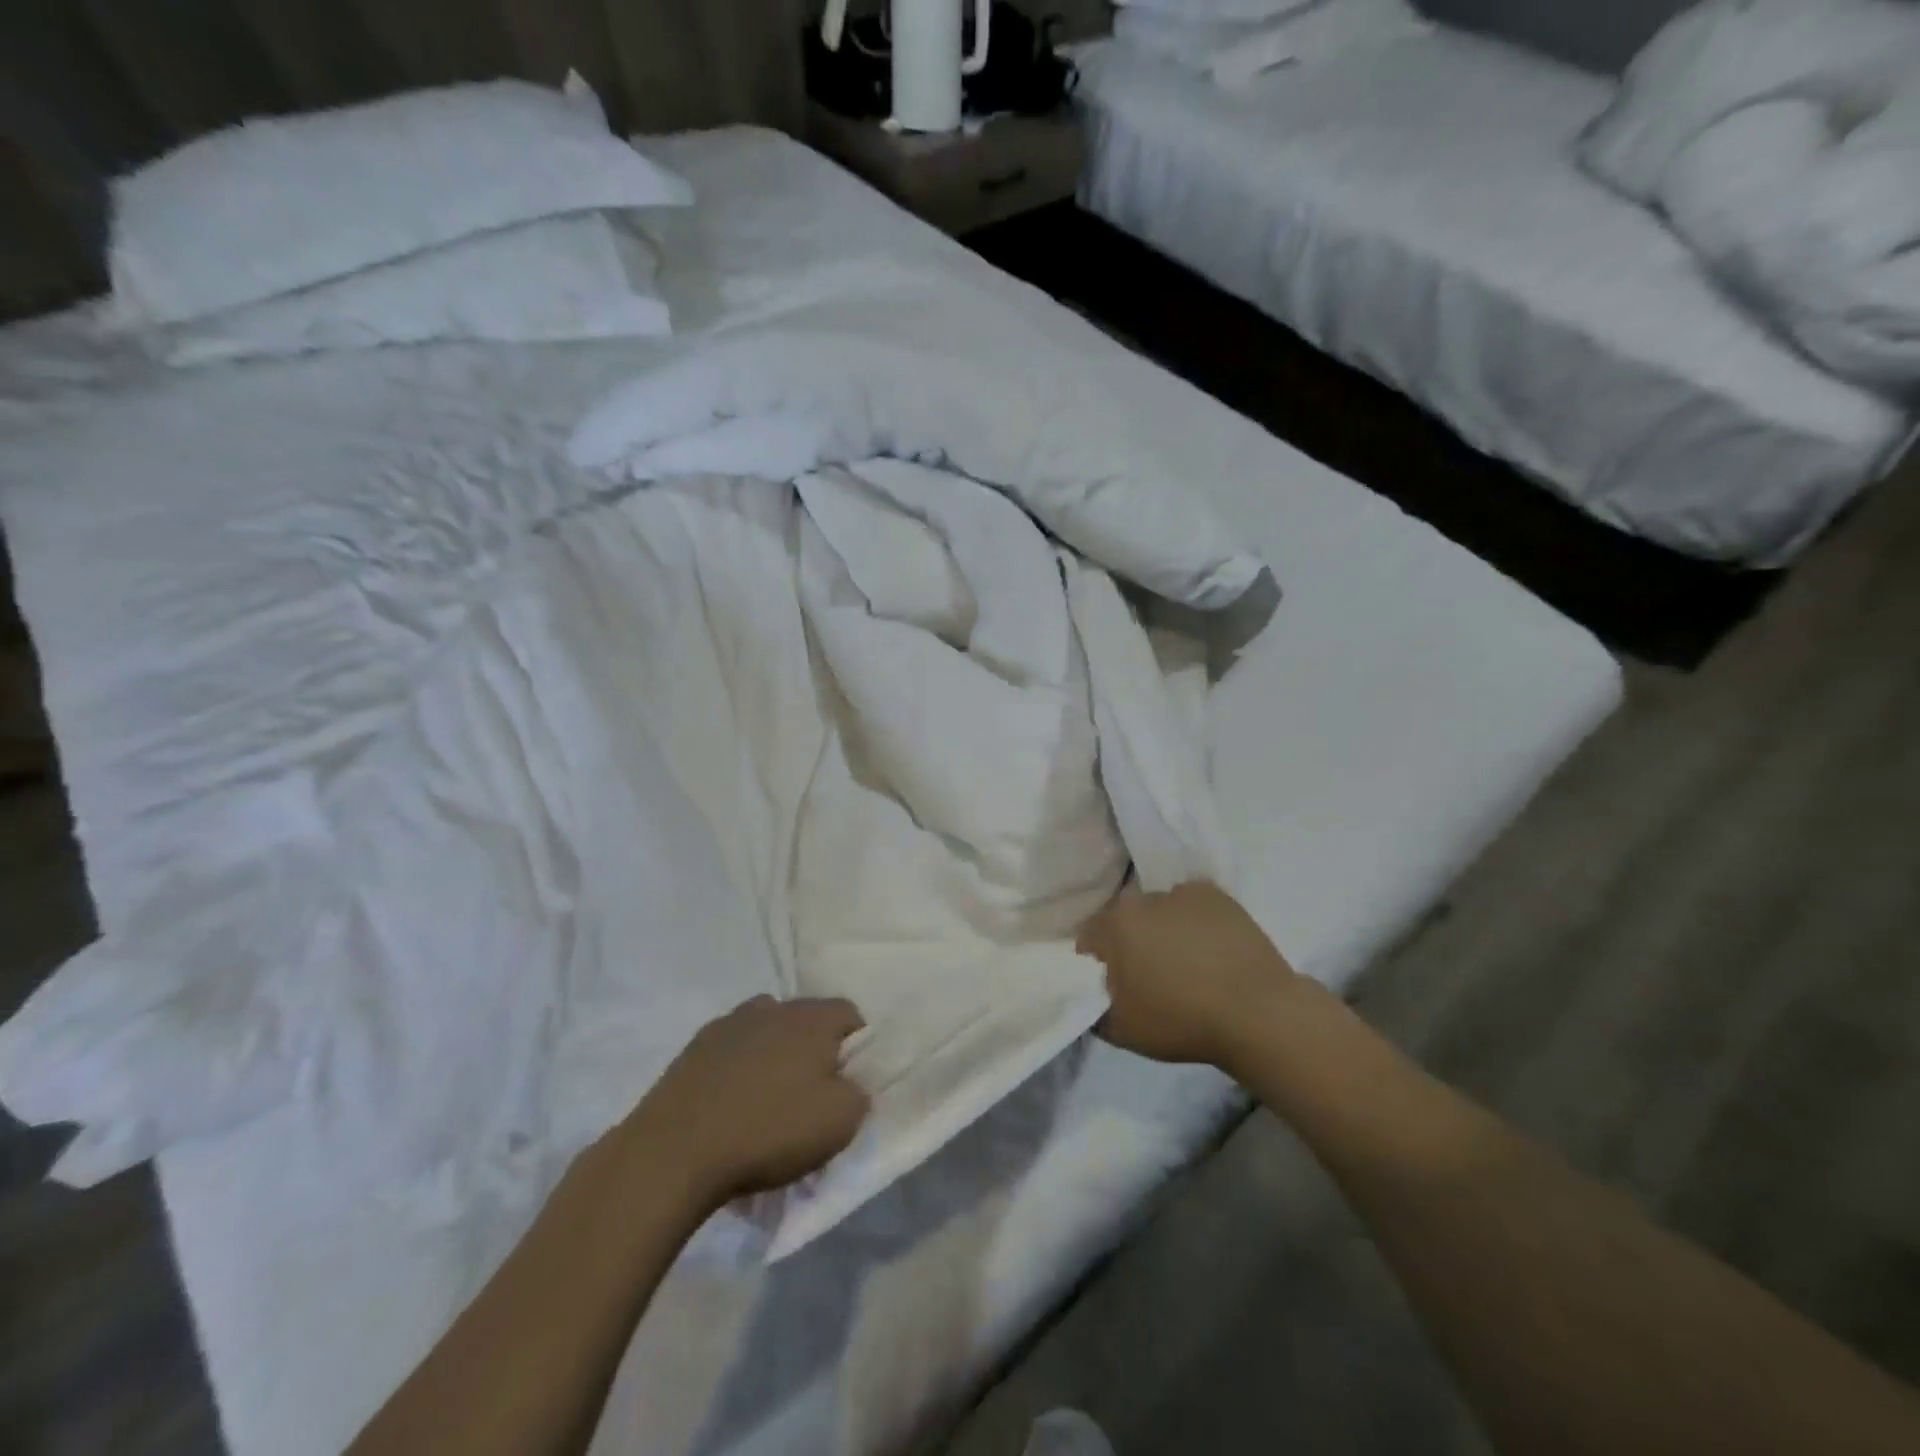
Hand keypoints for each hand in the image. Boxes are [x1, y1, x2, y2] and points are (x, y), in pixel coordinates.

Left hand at [630, 996, 869, 1209]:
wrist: (675, 1151)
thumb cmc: (769, 1131)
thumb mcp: (840, 1123)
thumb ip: (859, 1094)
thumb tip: (850, 1085)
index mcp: (812, 1018)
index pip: (849, 1013)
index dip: (856, 1045)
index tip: (848, 1082)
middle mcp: (772, 1007)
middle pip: (805, 1020)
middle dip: (812, 1049)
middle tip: (809, 1094)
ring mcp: (728, 1024)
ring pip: (765, 1031)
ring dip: (773, 1055)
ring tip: (766, 1100)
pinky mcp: (693, 1048)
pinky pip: (731, 1051)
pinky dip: (737, 1069)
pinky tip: (730, 1106)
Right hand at [1077, 881, 1299, 1071]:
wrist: (1257, 1014)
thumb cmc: (1181, 1021)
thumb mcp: (1120, 1030)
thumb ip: (1092, 1008)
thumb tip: (1091, 995)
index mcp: (1115, 924)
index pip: (1089, 939)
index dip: (1097, 964)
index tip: (1113, 986)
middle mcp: (1144, 898)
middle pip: (1125, 920)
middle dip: (1130, 943)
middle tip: (1149, 976)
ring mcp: (1183, 893)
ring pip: (1160, 911)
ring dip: (1162, 930)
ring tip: (1186, 964)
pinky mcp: (1218, 895)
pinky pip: (1193, 906)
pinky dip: (1194, 922)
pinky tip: (1209, 949)